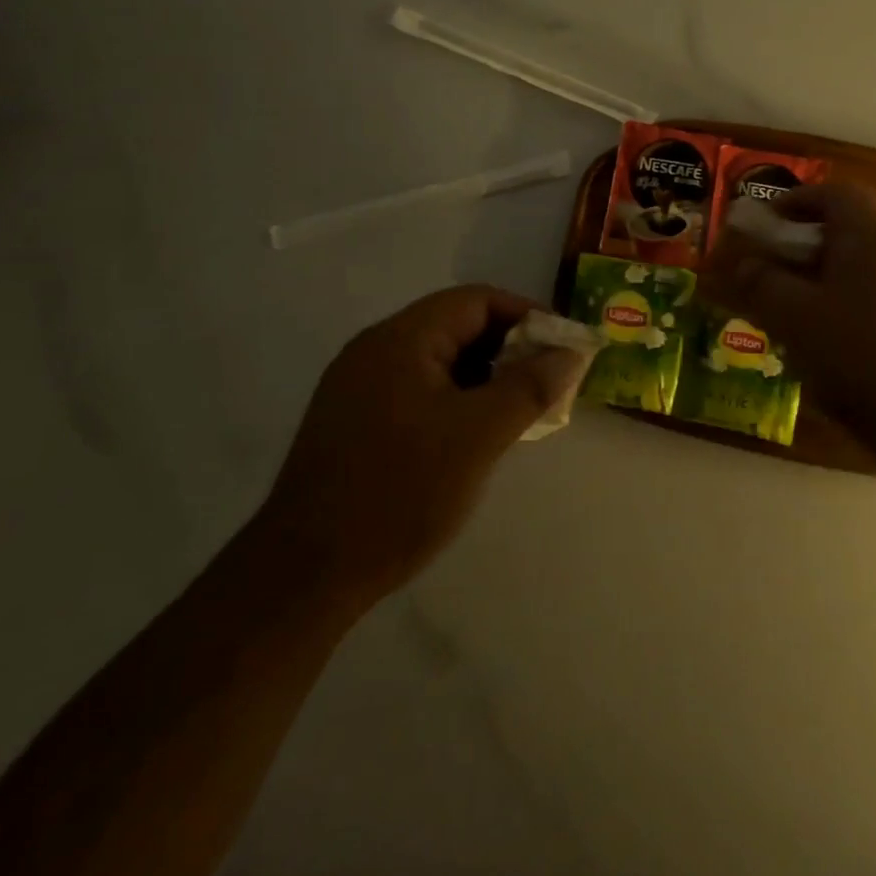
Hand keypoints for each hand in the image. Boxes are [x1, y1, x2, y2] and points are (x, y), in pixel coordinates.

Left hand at [259, 286, 589, 599]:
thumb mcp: (478, 436)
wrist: (303, 576)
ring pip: (439, 361)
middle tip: (547, 383)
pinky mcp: (354, 421)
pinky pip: (418, 390)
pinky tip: (475, 436)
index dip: (527, 315)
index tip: (562, 347)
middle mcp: (375, 350)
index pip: (476, 300)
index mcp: (401, 338)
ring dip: (484, 377)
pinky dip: (456, 399)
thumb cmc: (399, 493)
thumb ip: (529, 387)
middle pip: (457, 326)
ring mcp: (359, 386)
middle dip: (509, 348)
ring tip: (519, 412)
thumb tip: (571, 352)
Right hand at [701, 183, 875, 465]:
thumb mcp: (795, 317)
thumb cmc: (861, 356)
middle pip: (850, 228)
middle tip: (772, 270)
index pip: (835, 193)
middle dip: (804, 245)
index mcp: (872, 234)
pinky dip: (848, 305)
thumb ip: (761, 283)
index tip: (766, 223)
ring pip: (863, 267)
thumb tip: (741, 262)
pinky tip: (831, 345)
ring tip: (793, 311)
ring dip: (824, 278)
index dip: (796, 200)